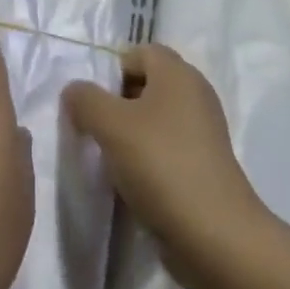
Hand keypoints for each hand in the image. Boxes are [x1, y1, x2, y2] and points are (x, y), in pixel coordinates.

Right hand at [65, 45, 264, 276]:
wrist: (214, 236)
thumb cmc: (161, 165)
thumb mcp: (111, 125)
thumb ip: (85, 100)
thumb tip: (74, 90)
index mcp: (178, 73)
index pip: (140, 52)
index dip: (112, 69)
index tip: (91, 101)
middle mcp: (195, 94)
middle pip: (148, 84)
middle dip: (117, 102)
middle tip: (94, 128)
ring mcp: (204, 132)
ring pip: (156, 119)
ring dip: (130, 134)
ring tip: (108, 159)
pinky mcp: (204, 166)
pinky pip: (167, 148)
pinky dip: (148, 159)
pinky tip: (131, 182)